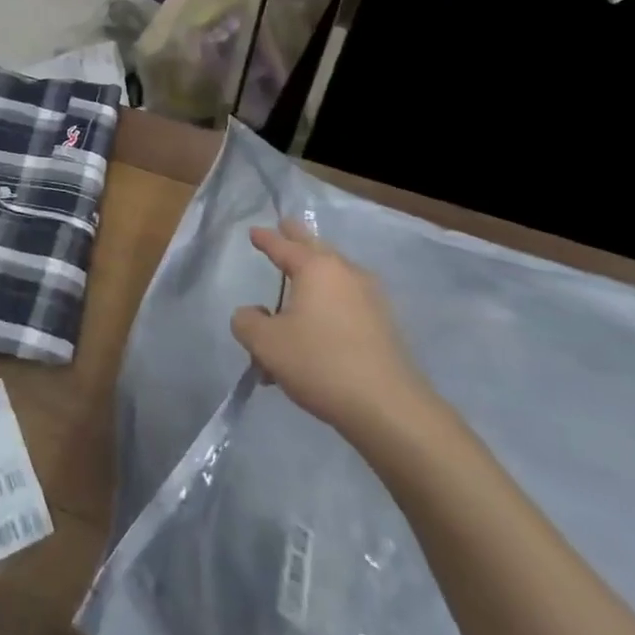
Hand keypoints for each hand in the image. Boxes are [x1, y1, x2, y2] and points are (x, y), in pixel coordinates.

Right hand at [231, 219, 431, 438]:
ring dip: (312, 280)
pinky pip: (346, 302)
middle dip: (297, 239)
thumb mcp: (267, 344)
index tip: (254, 231)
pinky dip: (328, 306)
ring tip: (295, 293)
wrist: (387, 406)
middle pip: (316, 247)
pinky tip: (318, 331)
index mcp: (316, 268)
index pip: (284, 246)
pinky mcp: (384, 323)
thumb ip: (247, 322)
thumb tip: (252, 313)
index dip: (266, 239)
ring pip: (333, 277)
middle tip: (285, 228)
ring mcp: (370, 297)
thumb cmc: (320, 363)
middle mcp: (345, 272)